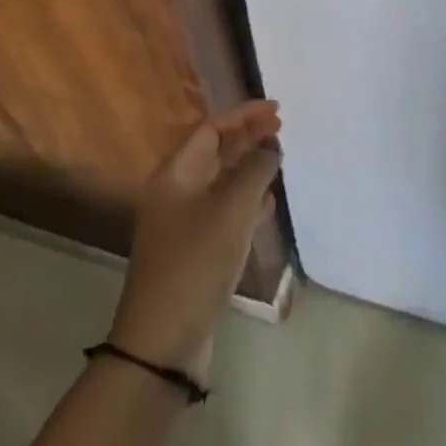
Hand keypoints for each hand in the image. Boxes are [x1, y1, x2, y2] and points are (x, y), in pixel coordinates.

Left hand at [109, 101, 281, 380]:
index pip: (210, 130)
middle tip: (281, 127)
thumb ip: (254, 172)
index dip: (243, 115)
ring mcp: (183, 222)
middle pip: (214, 152)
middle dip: (247, 137)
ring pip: (220, 181)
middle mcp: (176, 192)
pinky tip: (268, 201)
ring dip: (248, 166)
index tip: (277, 109)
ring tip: (278, 157)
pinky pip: (223, 209)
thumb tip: (269, 149)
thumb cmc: (197, 261)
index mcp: (175, 175)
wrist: (164, 336)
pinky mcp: (195, 248)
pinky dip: (246, 198)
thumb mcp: (232, 210)